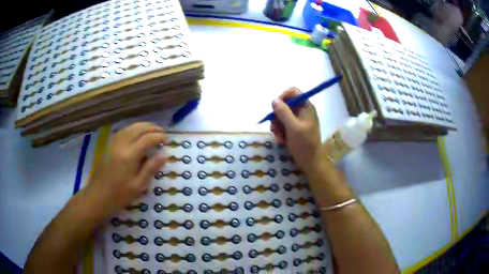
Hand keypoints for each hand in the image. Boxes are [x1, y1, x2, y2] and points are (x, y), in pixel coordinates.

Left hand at [84, 122, 166, 216]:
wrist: (98, 197)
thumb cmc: (119, 196)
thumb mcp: (138, 186)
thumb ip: (150, 168)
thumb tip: (164, 155)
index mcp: (129, 156)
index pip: (147, 139)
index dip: (159, 137)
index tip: (167, 140)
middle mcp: (121, 145)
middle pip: (138, 129)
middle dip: (152, 128)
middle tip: (162, 133)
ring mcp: (113, 144)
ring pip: (129, 127)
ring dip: (142, 126)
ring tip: (152, 130)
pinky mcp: (108, 146)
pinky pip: (122, 131)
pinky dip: (132, 128)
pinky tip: (135, 133)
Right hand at [270, 87, 331, 175]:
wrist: (310, 162)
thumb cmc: (305, 144)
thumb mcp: (293, 127)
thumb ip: (283, 112)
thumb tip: (274, 100)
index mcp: (306, 107)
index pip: (293, 92)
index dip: (283, 97)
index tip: (275, 107)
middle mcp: (302, 111)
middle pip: (284, 105)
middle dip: (277, 116)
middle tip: (274, 127)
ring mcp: (298, 120)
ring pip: (281, 116)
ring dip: (277, 126)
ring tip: (279, 137)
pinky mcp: (294, 129)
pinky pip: (283, 125)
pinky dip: (280, 132)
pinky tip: (281, 140)